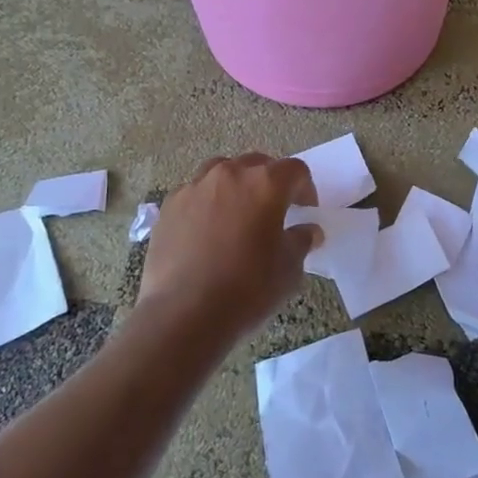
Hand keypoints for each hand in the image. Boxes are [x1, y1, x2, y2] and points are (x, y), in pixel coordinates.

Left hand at [138, 153, 319, 340]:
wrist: (185, 313)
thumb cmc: (248, 289)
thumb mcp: (289, 269)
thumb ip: (301, 240)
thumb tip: (307, 230)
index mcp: (266, 184)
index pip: (295, 170)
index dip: (305, 188)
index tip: (305, 211)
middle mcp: (230, 175)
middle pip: (257, 164)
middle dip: (270, 182)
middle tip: (273, 211)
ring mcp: (195, 187)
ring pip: (222, 171)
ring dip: (235, 186)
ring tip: (237, 214)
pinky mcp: (169, 205)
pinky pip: (195, 193)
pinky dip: (206, 203)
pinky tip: (206, 232)